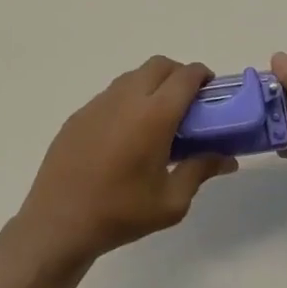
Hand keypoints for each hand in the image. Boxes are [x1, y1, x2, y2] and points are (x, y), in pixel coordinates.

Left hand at [16, 56, 239, 269]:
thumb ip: (200, 171)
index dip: (203, 76)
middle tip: (188, 103)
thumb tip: (228, 159)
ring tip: (158, 118)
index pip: (185, 76)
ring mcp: (98, 103)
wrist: (59, 222)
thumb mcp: (171, 202)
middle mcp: (126, 98)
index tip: (211, 92)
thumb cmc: (121, 213)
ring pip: (133, 76)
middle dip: (178, 74)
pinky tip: (126, 134)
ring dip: (152, 84)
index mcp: (154, 115)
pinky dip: (128, 99)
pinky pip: (110, 94)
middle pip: (159, 65)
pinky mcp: (79, 115)